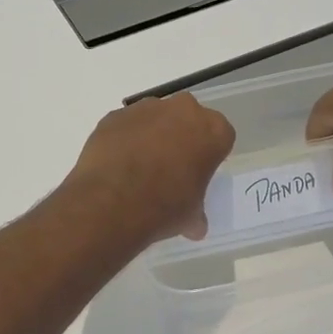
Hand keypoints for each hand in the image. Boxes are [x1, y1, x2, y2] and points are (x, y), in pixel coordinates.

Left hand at [65, 94, 234, 242]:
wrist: (112, 202)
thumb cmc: (165, 207)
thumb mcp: (191, 216)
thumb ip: (196, 212)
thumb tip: (194, 225)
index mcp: (213, 131)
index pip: (220, 137)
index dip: (209, 155)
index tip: (198, 172)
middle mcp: (183, 110)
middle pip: (188, 119)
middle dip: (181, 138)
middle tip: (170, 167)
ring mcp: (146, 108)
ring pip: (155, 118)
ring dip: (151, 136)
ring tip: (138, 168)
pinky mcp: (115, 115)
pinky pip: (126, 125)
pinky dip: (124, 139)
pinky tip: (117, 165)